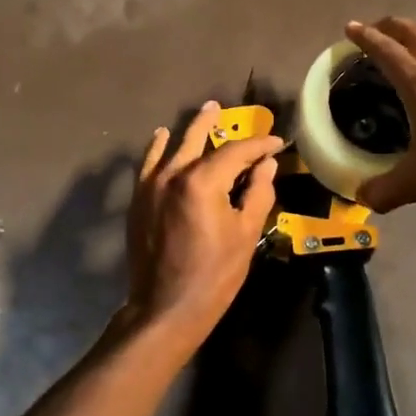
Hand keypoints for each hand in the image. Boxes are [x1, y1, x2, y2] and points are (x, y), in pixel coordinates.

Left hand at [124, 101, 282, 349]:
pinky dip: (157, 148)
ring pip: (171, 147)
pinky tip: (161, 138)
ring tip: (203, 115)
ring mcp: (151, 186)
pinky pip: (148, 164)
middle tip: (226, 108)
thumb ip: (257, 193)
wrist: (165, 307)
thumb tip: (266, 165)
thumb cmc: (214, 274)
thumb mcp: (246, 234)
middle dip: (215, 123)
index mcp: (202, 181)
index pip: (236, 152)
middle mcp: (173, 174)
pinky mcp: (139, 200)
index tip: (276, 143)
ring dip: (188, 130)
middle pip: (197, 138)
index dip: (259, 145)